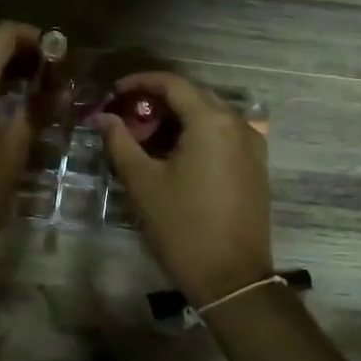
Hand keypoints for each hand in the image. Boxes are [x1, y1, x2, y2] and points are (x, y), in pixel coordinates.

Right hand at [96, 71, 275, 305]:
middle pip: (194, 96)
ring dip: (179, 119)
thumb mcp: (143, 183)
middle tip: (127, 117)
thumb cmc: (182, 227)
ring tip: (147, 139)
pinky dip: (198, 135)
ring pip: (211, 116)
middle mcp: (238, 124)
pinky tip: (177, 155)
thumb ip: (120, 142)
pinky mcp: (256, 167)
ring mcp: (253, 146)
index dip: (141, 82)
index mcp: (211, 122)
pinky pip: (225, 135)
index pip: (174, 84)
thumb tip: (103, 117)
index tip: (115, 93)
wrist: (232, 278)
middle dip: (159, 101)